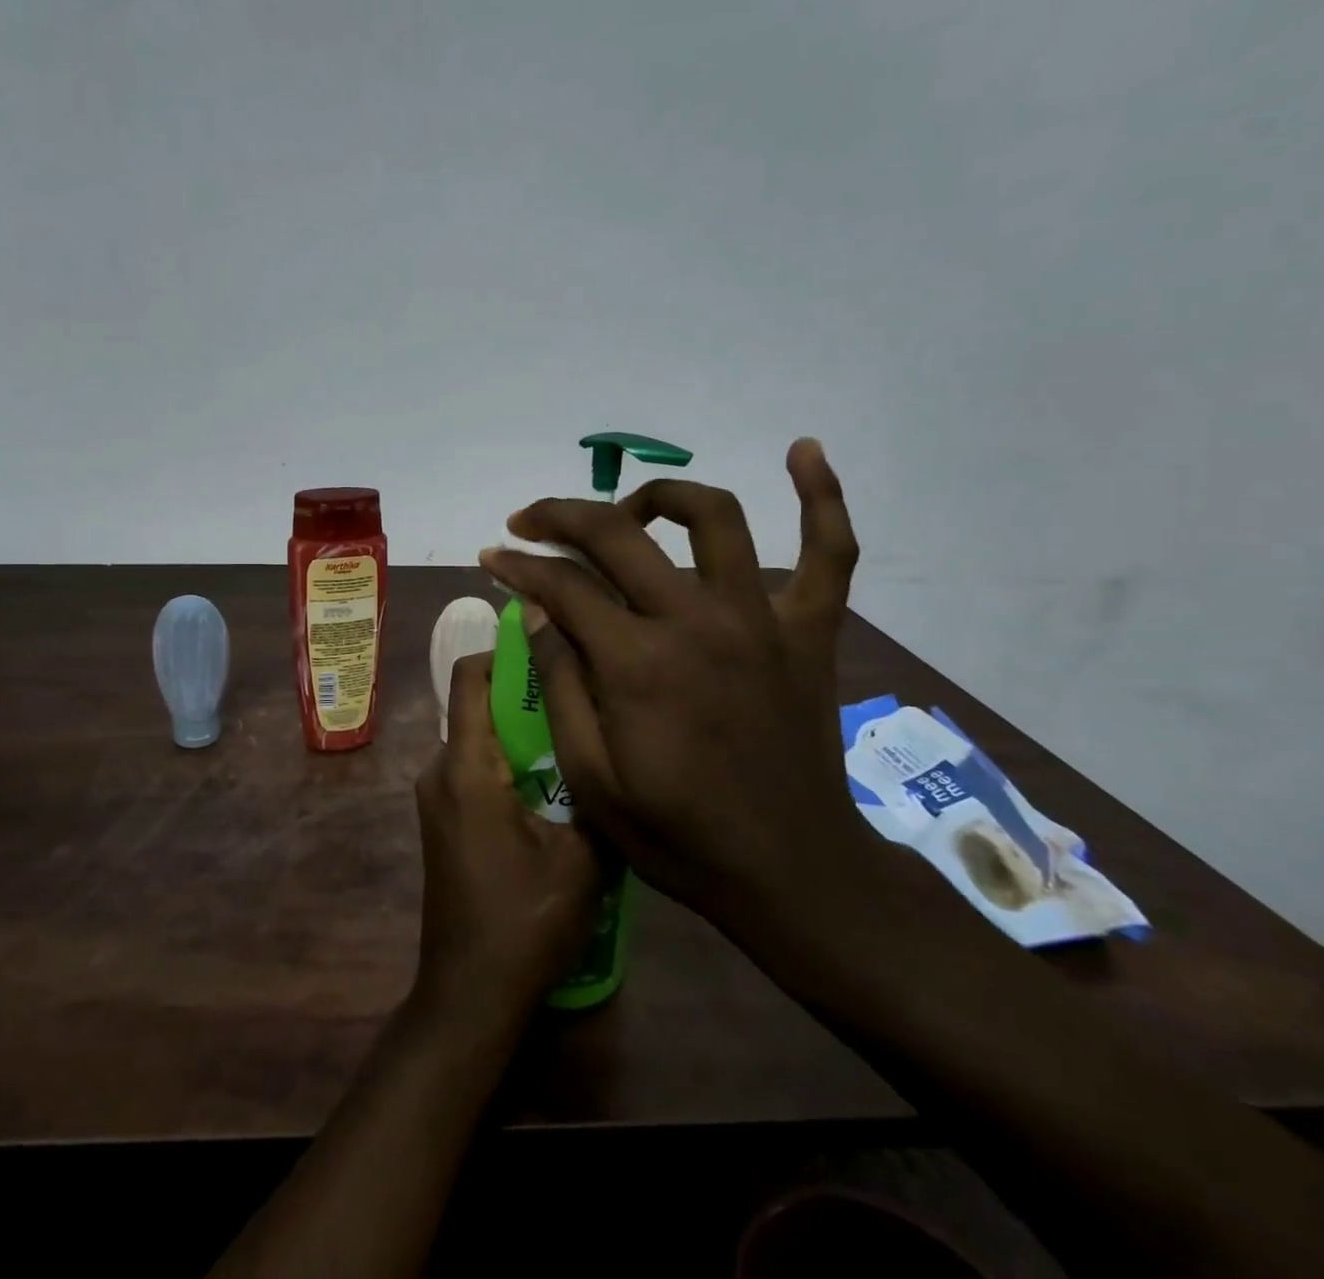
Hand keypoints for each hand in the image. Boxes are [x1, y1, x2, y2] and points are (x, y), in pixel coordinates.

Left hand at [411, 652, 602, 1026]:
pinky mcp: (443, 819)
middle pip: (478, 704)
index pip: (470, 677)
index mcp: (466, 767)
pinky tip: (553, 786)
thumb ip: (592, 791)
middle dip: (526, 694)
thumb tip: (609, 745)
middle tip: (581, 699)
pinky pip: (475, 768)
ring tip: (575, 740)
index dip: (505, 652)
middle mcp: (440, 770)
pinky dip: (509, 761)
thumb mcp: (582, 857)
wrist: (470, 992)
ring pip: (480, 738)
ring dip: (521, 732)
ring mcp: (436, 797)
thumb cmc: (524, 921)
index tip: (551, 650)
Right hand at [476, 439, 868, 940]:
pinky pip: (831, 550)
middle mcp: (698, 621)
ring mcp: (761, 619)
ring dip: (661, 496)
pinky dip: (822, 497)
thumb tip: (537, 611)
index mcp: (638, 663)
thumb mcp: (591, 779)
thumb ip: (559, 685)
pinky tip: (803, 450)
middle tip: (529, 520)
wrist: (790, 872)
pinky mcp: (810, 631)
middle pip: (618, 534)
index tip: (492, 557)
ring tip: (631, 509)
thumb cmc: (678, 835)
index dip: (517, 565)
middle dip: (560, 516)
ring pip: (714, 517)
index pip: (562, 586)